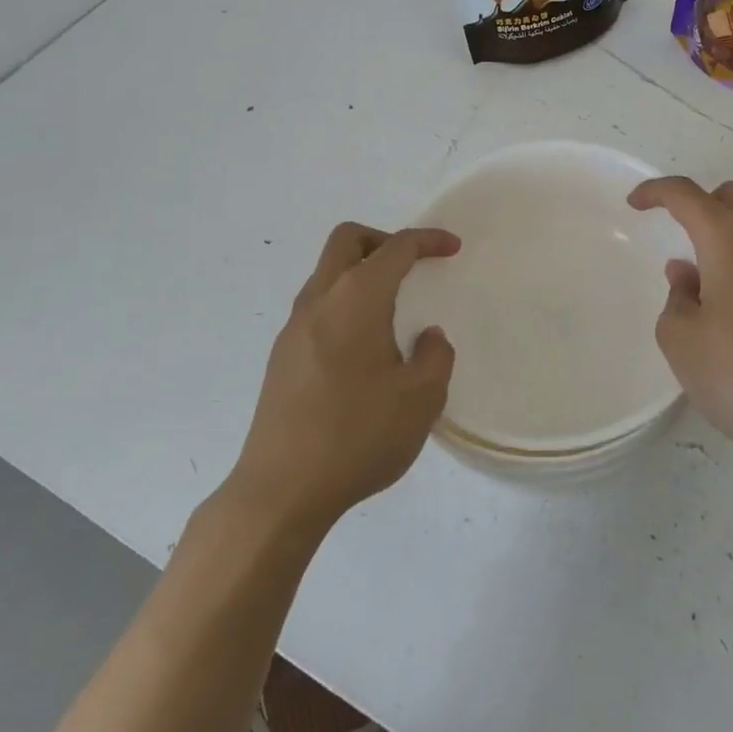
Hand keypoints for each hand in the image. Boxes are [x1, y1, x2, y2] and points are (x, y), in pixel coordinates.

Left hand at [228, 223, 458, 533]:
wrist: (280, 491)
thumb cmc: (358, 436)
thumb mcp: (421, 399)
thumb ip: (435, 357)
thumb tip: (428, 337)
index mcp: (357, 299)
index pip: (395, 248)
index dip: (427, 240)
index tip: (452, 247)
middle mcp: (320, 300)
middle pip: (347, 240)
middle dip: (384, 240)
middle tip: (411, 266)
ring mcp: (293, 328)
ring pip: (327, 273)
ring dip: (360, 272)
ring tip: (391, 311)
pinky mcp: (281, 357)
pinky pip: (317, 306)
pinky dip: (344, 303)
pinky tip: (361, 349)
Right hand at [629, 177, 732, 471]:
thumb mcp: (681, 340)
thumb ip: (676, 296)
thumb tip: (688, 274)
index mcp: (728, 239)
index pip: (686, 194)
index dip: (656, 192)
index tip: (636, 204)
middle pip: (731, 196)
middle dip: (700, 205)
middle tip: (680, 237)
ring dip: (730, 232)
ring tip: (711, 278)